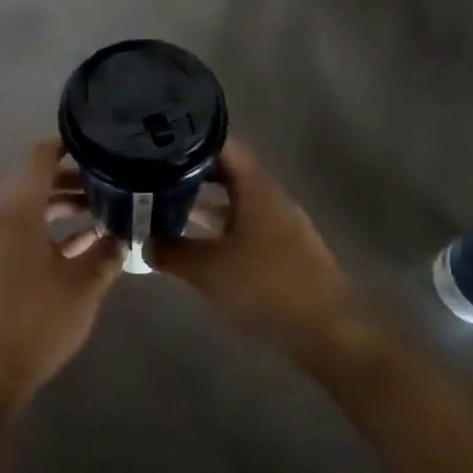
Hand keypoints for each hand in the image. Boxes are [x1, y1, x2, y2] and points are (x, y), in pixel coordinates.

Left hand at [0, 139, 123, 407]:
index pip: (40, 157)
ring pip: (32, 205)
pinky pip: (26, 228)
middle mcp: (3, 215)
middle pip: (36, 179)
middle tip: (110, 178)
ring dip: (63, 203)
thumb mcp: (84, 286)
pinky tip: (86, 243)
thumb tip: (124, 236)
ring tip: (103, 208)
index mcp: (19, 210)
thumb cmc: (37, 320)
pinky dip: (52, 227)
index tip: (99, 142)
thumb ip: (106, 254)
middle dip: (72, 176)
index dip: (67, 144)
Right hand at [148, 141, 369, 371]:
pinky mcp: (285, 251)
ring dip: (205, 204)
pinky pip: (246, 226)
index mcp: (255, 187)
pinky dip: (221, 228)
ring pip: (236, 202)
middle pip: (228, 172)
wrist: (329, 332)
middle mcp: (270, 196)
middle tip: (155, 177)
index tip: (160, 143)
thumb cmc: (266, 286)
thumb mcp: (207, 269)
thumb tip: (144, 242)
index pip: (223, 145)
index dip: (191, 139)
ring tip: (168, 209)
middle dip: (192, 174)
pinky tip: (200, 246)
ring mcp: (281, 224)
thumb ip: (170, 252)